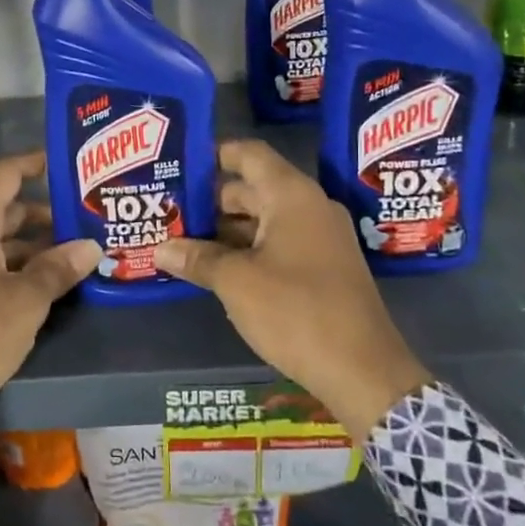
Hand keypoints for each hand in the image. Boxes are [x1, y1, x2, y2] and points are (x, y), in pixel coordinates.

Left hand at [0, 151, 100, 422]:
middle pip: (2, 210)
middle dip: (43, 215)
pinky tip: (40, 284)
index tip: (65, 163)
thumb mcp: (23, 303)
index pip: (3, 175)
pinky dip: (11, 265)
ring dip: (30, 245)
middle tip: (84, 221)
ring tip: (72, 256)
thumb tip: (91, 246)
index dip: (34, 164)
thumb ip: (57, 270)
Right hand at [155, 139, 430, 440]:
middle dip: (210, 200)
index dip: (213, 155)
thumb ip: (197, 259)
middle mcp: (309, 208)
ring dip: (226, 230)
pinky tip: (215, 268)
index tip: (179, 165)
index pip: (249, 154)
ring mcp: (320, 239)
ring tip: (182, 241)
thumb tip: (161, 249)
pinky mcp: (323, 268)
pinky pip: (277, 244)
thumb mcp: (236, 282)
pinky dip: (247, 250)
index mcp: (292, 196)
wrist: (363, 371)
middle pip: (253, 188)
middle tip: (169, 211)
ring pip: (264, 220)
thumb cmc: (296, 311)